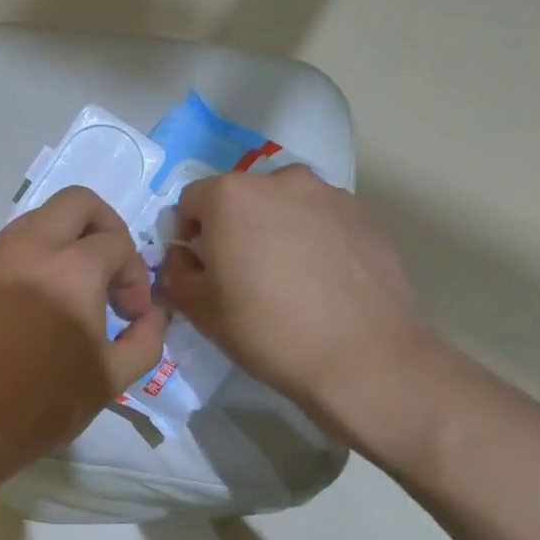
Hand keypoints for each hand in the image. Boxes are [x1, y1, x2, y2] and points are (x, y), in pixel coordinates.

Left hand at [0, 187, 168, 477]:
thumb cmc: (43, 403)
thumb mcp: (112, 379)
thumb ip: (146, 338)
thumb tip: (152, 314)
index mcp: (72, 268)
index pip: (117, 243)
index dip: (135, 276)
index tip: (130, 314)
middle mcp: (31, 247)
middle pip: (77, 202)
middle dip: (105, 227)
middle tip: (109, 270)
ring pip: (39, 218)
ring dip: (66, 240)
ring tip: (72, 288)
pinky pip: (10, 244)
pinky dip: (33, 257)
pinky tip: (35, 300)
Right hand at [157, 167, 439, 451]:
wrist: (364, 358)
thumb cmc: (268, 330)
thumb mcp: (199, 309)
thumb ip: (175, 273)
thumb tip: (183, 257)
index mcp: (231, 196)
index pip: (191, 201)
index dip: (188, 234)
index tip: (201, 268)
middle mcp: (279, 180)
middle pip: (240, 197)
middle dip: (233, 227)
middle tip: (241, 273)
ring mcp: (328, 194)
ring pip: (283, 205)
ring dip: (274, 229)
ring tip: (286, 276)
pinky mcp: (364, 216)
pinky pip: (320, 219)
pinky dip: (311, 238)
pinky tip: (320, 281)